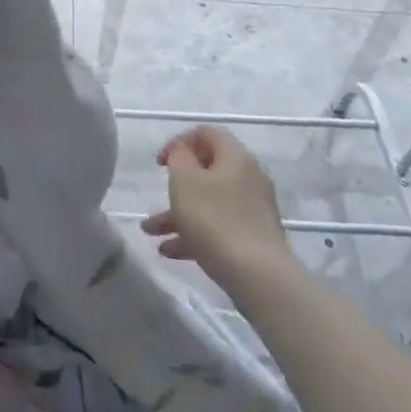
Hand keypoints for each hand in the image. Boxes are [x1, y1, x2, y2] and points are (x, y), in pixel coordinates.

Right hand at [141, 126, 289, 287]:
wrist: (259, 278)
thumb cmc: (215, 220)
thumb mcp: (185, 180)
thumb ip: (179, 156)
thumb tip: (184, 151)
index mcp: (235, 157)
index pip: (206, 133)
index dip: (179, 142)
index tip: (160, 163)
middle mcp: (249, 178)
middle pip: (207, 171)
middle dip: (176, 185)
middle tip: (158, 195)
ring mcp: (254, 210)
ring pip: (209, 202)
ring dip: (178, 214)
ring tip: (151, 233)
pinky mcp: (254, 238)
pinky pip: (219, 227)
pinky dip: (194, 234)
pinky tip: (170, 251)